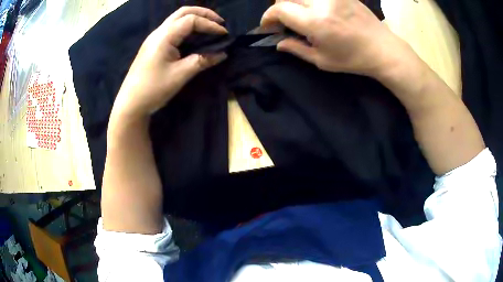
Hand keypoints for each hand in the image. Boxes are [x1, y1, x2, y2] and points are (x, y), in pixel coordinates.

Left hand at [112, 6, 227, 119]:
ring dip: (195, 18)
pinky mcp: (153, 45)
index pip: (191, 20)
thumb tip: (222, 54)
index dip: (210, 24)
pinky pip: (173, 28)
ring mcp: (154, 38)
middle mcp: (158, 32)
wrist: (131, 103)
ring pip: (177, 18)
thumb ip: (202, 61)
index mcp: (164, 36)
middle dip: (203, 13)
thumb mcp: (180, 75)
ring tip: (210, 27)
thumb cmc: (153, 89)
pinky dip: (187, 27)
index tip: (224, 34)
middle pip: (183, 12)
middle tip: (219, 22)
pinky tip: (194, 36)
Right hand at [261, 0, 410, 76]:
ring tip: (299, 14)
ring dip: (293, 2)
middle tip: (283, 21)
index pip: (279, 9)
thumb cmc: (353, 59)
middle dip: (279, 8)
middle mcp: (321, 3)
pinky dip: (308, 1)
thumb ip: (296, 49)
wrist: (383, 49)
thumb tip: (278, 43)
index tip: (268, 26)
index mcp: (315, 22)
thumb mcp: (322, 61)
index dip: (268, 17)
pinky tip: (314, 9)